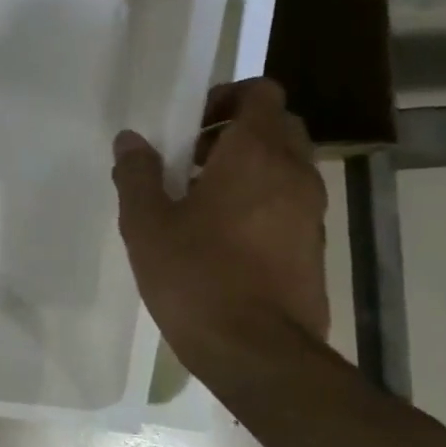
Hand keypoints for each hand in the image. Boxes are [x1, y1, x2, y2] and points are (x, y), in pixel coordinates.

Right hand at [112, 77, 328, 369]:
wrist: (258, 353)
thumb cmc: (197, 277)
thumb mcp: (146, 224)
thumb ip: (137, 174)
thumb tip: (131, 140)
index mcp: (255, 154)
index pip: (262, 92)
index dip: (226, 96)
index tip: (189, 124)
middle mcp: (294, 172)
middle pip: (276, 125)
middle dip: (235, 130)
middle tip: (190, 158)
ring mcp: (311, 211)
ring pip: (285, 165)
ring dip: (247, 168)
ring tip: (200, 201)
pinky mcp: (314, 246)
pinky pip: (289, 202)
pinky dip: (261, 201)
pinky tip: (222, 237)